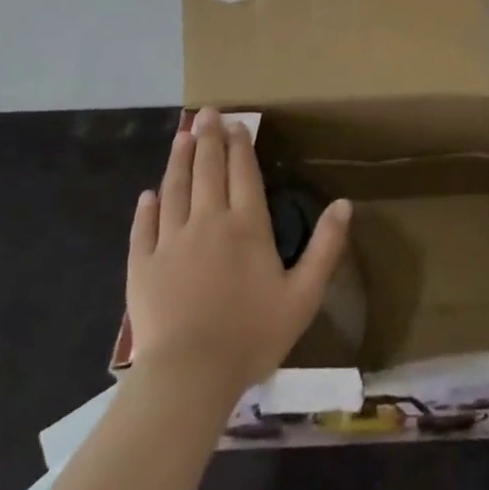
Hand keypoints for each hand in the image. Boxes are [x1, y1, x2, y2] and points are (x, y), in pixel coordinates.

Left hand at [126, 108, 351, 398]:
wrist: (189, 377)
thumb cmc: (251, 335)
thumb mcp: (303, 295)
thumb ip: (325, 247)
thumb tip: (345, 203)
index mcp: (247, 225)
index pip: (243, 172)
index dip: (241, 145)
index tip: (237, 122)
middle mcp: (208, 222)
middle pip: (208, 170)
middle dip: (209, 138)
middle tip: (207, 112)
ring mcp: (171, 243)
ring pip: (175, 190)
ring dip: (179, 160)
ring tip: (182, 136)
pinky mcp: (143, 267)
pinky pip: (144, 229)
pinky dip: (146, 208)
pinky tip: (148, 194)